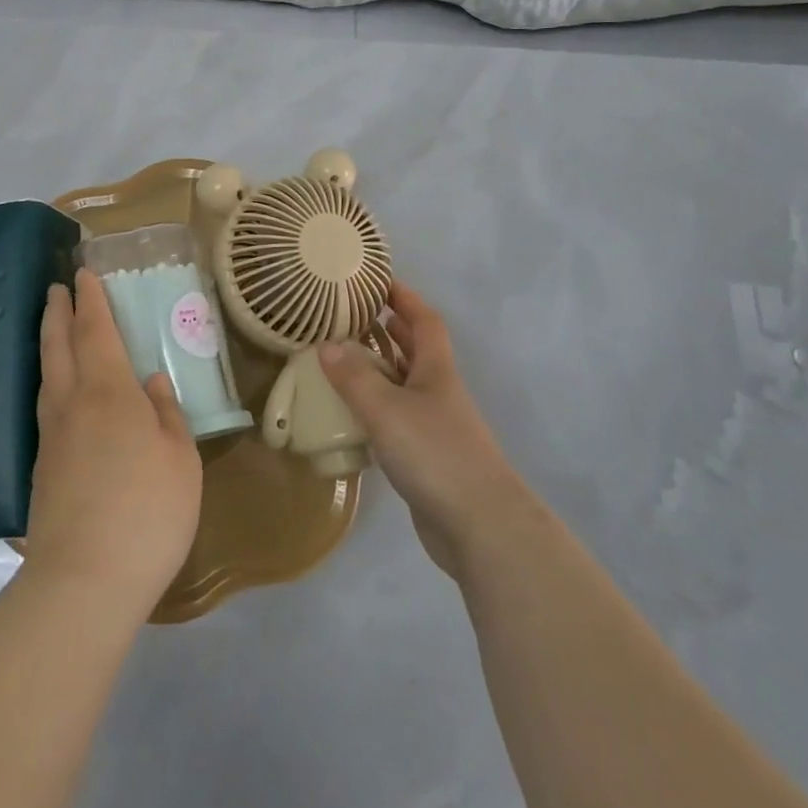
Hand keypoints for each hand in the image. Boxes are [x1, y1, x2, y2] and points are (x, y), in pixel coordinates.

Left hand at [25, 269, 203, 618]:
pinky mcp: (41, 469)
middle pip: (58, 345)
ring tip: (53, 328)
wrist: (83, 581)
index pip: (95, 330)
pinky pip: (45, 405)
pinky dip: (50, 380)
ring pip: (47, 374)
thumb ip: (166, 415)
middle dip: (58, 311)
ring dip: (49, 342)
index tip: (83, 273)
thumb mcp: (179, 460)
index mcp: (109, 392)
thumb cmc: (146, 511)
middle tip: (57, 287)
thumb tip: (151, 382)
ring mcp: (51, 436)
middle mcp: (72, 403)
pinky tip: (58, 393)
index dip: (90, 299)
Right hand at [319, 280, 528, 580]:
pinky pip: (398, 418)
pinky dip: (376, 407)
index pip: (423, 320)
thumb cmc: (435, 454)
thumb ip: (354, 377)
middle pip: (416, 349)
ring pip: (405, 384)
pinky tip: (352, 414)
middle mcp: (438, 391)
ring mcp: (436, 425)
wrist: (481, 527)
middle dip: (389, 328)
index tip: (378, 280)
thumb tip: (326, 344)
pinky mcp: (428, 457)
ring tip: (342, 358)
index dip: (404, 297)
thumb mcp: (386, 409)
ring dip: (379, 368)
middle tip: (352, 315)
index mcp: (435, 369)